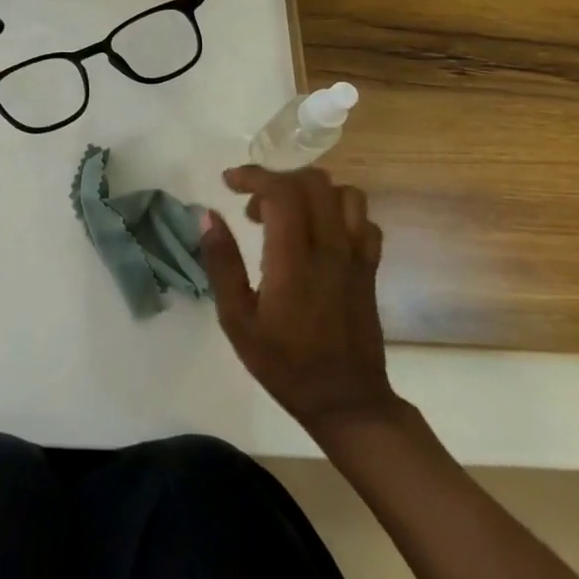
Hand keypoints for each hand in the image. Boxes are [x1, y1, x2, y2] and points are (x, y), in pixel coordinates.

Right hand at [201, 165, 398, 436]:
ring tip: (288, 216)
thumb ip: (222, 263)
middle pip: (313, 182)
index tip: (228, 182)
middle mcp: (330, 249)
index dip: (253, 176)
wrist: (347, 402)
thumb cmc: (284, 364)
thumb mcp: (237, 319)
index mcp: (294, 260)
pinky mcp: (370, 268)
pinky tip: (319, 234)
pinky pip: (363, 220)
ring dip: (310, 192)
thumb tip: (208, 215)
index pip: (281, 191)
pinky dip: (339, 213)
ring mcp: (356, 257)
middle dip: (277, 180)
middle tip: (254, 208)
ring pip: (344, 194)